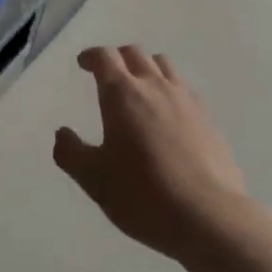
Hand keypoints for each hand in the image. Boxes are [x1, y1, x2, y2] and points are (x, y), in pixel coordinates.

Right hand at [54, 46, 247, 259]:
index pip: (105, 57)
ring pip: (164, 66)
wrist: (209, 217)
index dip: (92, 56)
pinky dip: (170, 90)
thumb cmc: (143, 194)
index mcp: (122, 94)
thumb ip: (71, 153)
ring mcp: (186, 100)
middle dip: (118, 57)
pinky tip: (168, 116)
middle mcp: (155, 86)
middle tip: (108, 73)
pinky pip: (185, 90)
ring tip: (140, 89)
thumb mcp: (94, 179)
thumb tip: (62, 134)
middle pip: (136, 54)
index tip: (83, 63)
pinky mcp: (209, 119)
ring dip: (147, 68)